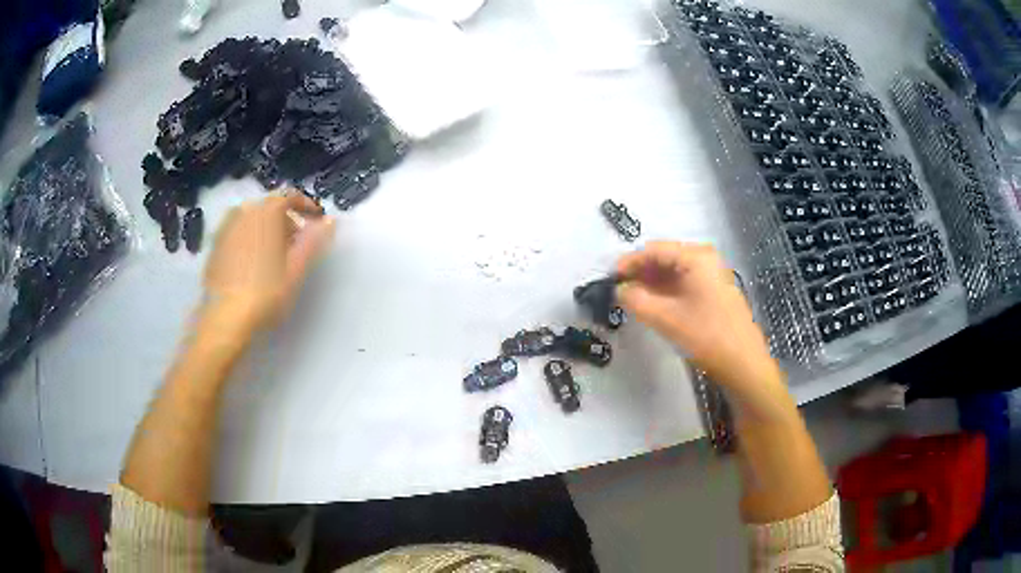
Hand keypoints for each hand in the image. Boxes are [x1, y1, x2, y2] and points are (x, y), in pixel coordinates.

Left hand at [203, 192, 335, 333]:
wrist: (225, 319)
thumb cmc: (265, 293)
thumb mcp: (296, 269)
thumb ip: (314, 241)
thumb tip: (330, 220)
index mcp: (266, 212)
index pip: (290, 197)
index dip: (307, 207)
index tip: (318, 222)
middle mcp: (244, 212)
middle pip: (270, 208)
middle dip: (286, 221)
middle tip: (297, 244)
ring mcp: (226, 228)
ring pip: (252, 219)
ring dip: (266, 229)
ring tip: (274, 254)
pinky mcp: (214, 246)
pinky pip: (237, 232)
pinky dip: (249, 238)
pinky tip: (252, 262)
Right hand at [616, 242, 776, 389]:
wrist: (744, 364)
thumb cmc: (706, 336)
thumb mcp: (665, 318)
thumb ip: (636, 300)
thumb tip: (619, 289)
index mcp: (696, 257)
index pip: (654, 250)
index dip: (629, 263)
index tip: (609, 279)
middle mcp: (705, 259)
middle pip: (664, 258)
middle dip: (640, 274)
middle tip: (618, 292)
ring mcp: (712, 275)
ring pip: (673, 272)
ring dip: (652, 284)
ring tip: (631, 301)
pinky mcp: (714, 292)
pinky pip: (684, 283)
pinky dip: (666, 292)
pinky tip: (653, 306)